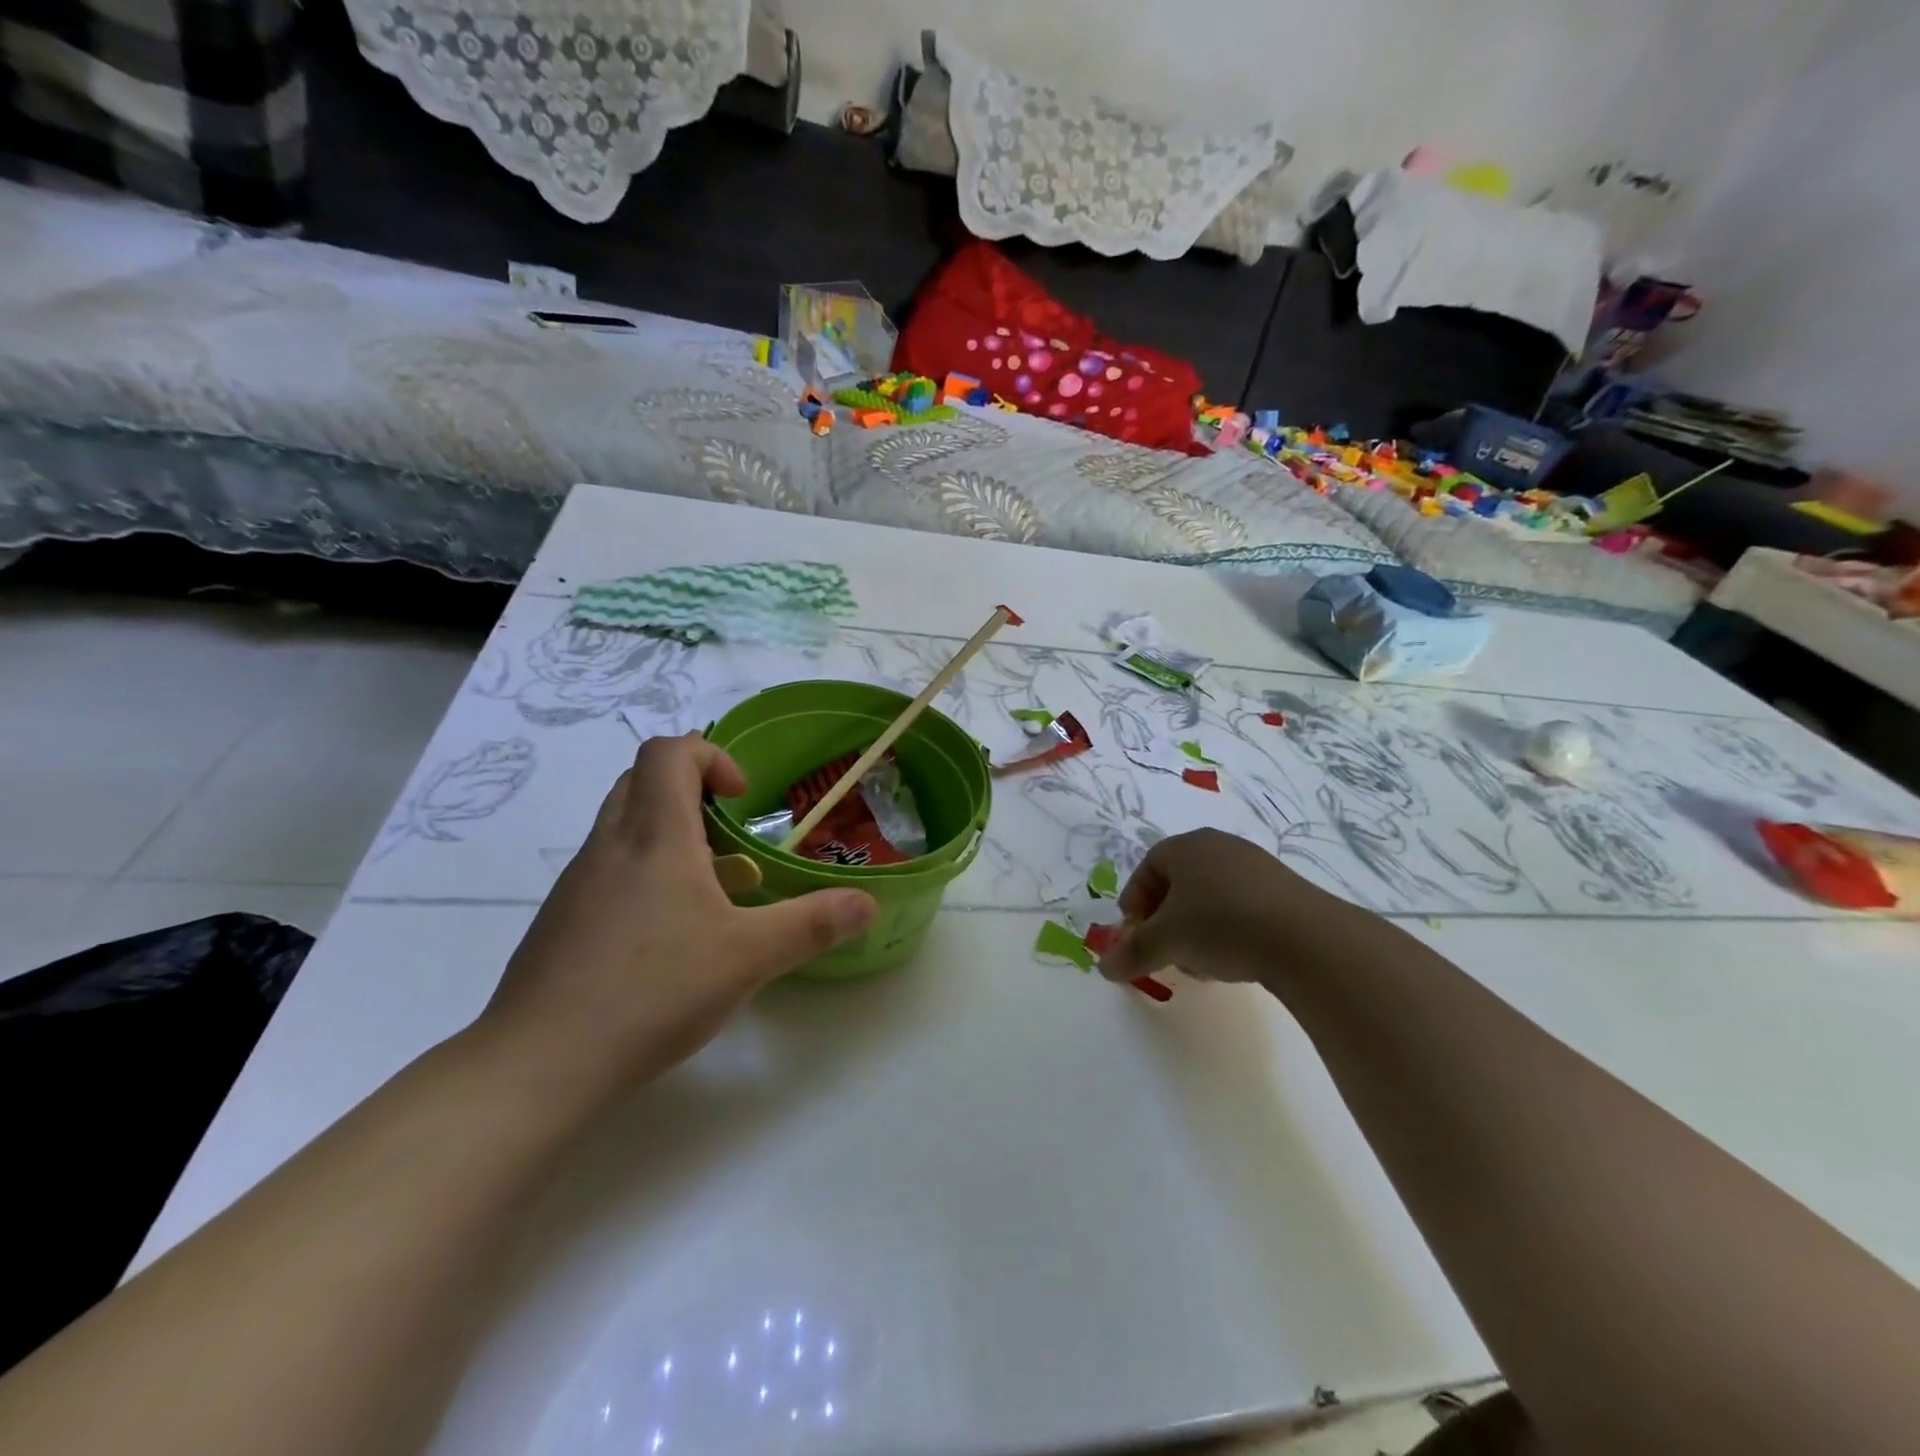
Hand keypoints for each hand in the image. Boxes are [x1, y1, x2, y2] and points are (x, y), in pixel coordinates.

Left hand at [478, 734, 875, 1096]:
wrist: (539, 1064)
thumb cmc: (653, 990)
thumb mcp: (749, 957)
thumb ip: (812, 924)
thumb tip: (866, 903)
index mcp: (655, 835)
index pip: (669, 752)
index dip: (711, 756)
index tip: (744, 798)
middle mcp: (610, 845)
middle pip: (641, 779)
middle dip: (690, 789)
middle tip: (728, 832)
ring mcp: (578, 884)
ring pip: (622, 825)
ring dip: (668, 834)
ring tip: (710, 889)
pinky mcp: (561, 921)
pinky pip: (606, 870)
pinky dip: (643, 874)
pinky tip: (668, 936)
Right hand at [1096, 828, 1361, 988]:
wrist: (1306, 938)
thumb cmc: (1220, 924)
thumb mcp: (1166, 942)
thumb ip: (1132, 953)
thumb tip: (1104, 967)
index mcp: (1187, 845)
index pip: (1148, 867)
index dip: (1135, 902)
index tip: (1134, 935)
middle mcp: (1220, 846)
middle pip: (1179, 882)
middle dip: (1165, 920)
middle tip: (1164, 951)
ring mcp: (1256, 866)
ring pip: (1211, 897)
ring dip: (1196, 929)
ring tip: (1199, 964)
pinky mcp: (1284, 891)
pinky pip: (1242, 906)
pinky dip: (1228, 931)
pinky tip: (1234, 960)